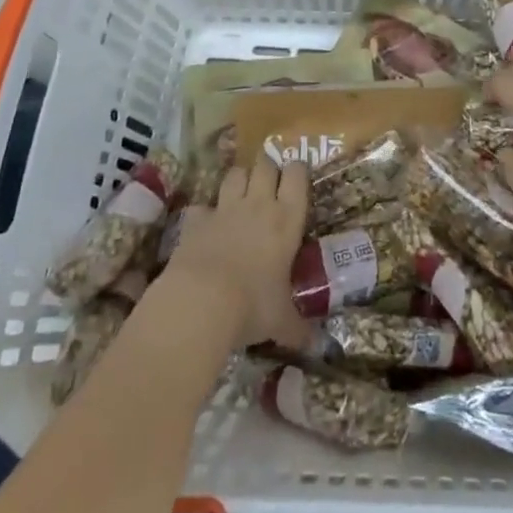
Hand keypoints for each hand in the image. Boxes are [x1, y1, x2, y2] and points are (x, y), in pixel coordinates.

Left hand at [163, 157, 311, 350]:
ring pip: (235, 174)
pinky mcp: (195, 221)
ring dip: (239, 179)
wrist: (200, 302)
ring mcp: (224, 209)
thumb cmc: (252, 305)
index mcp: (287, 219)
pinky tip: (205, 226)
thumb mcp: (282, 321)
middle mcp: (258, 205)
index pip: (297, 175)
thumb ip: (298, 329)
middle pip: (265, 165)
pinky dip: (204, 212)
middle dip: (268, 169)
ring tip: (241, 195)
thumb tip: (317, 347)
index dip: (297, 171)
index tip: (297, 179)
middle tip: (269, 185)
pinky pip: (201, 206)